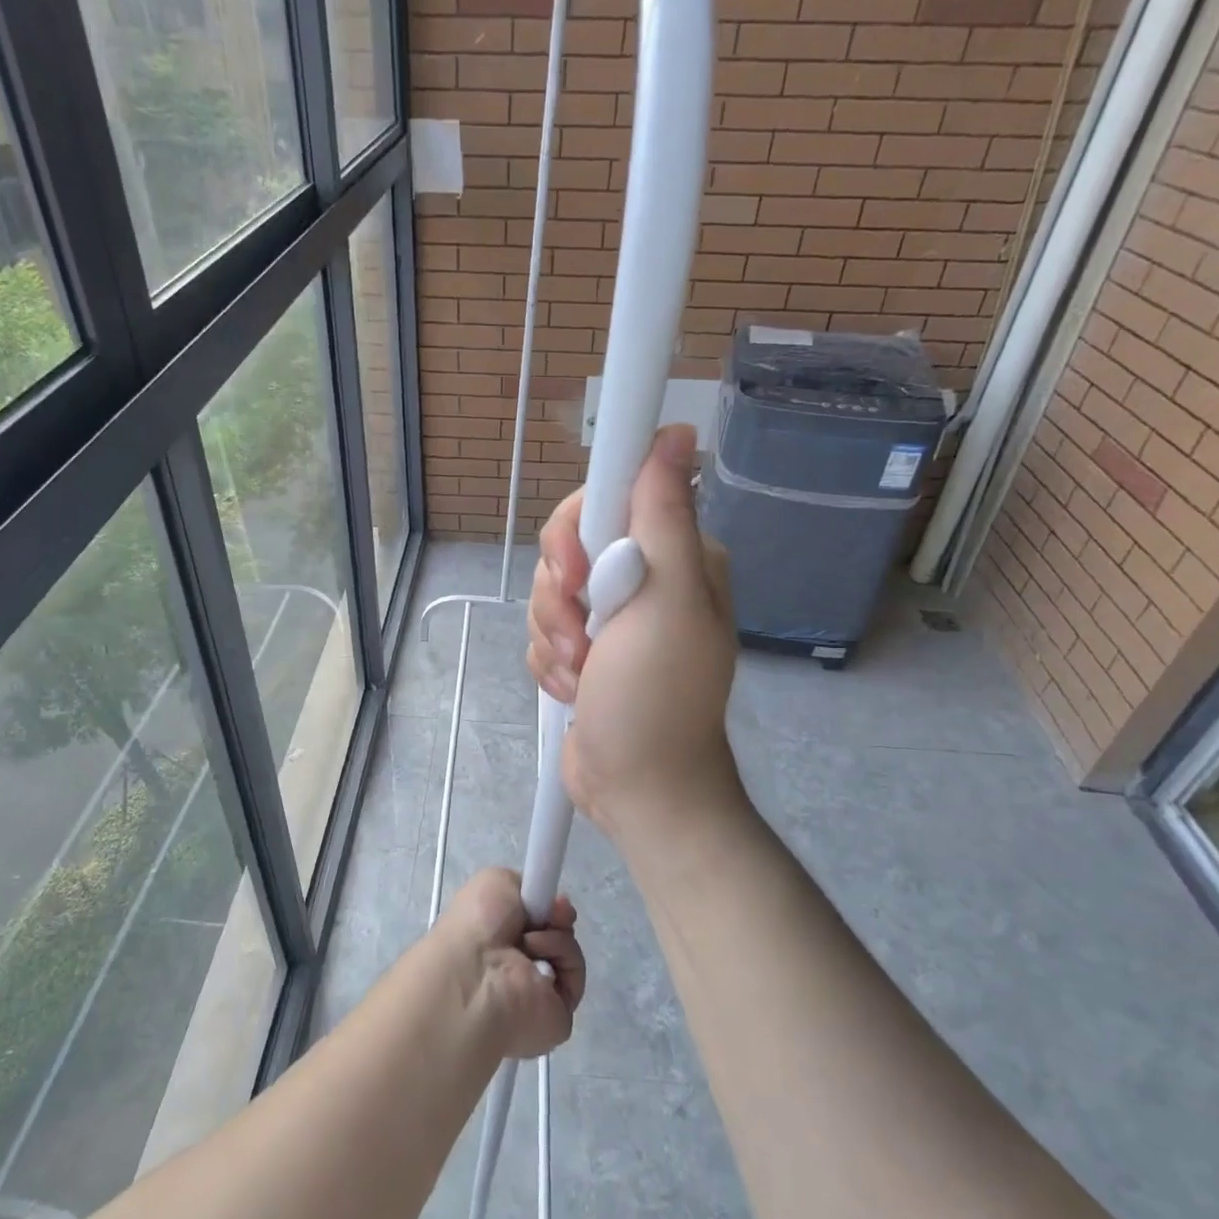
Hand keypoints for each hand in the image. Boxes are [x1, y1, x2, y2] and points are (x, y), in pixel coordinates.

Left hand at [434, 868, 585, 1060]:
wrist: (476, 973)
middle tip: (553, 913)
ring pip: (567, 949)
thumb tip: (545, 904)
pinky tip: (538, 958)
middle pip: (556, 931)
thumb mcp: (494, 882)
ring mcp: (538, 989)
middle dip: (558, 916)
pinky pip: (574, 972)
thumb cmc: (477, 924)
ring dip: (556, 935)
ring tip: (531, 940)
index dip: (546, 904)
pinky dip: (563, 956)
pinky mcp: (559, 1012)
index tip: (552, 897)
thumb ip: (522, 884)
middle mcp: (517, 962)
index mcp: (497, 937)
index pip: (533, 919)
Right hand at [526, 424, 743, 840]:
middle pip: (567, 548)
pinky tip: (576, 690)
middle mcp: (642, 576)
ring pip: (548, 593)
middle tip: (585, 639)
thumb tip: (676, 433)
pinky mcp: (582, 648)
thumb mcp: (665, 601)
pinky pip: (542, 632)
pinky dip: (551, 663)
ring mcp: (609, 616)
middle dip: (561, 599)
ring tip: (584, 675)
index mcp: (673, 554)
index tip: (577, 575)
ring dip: (555, 639)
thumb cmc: (657, 697)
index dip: (576, 531)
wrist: (637, 786)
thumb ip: (663, 515)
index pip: (606, 499)